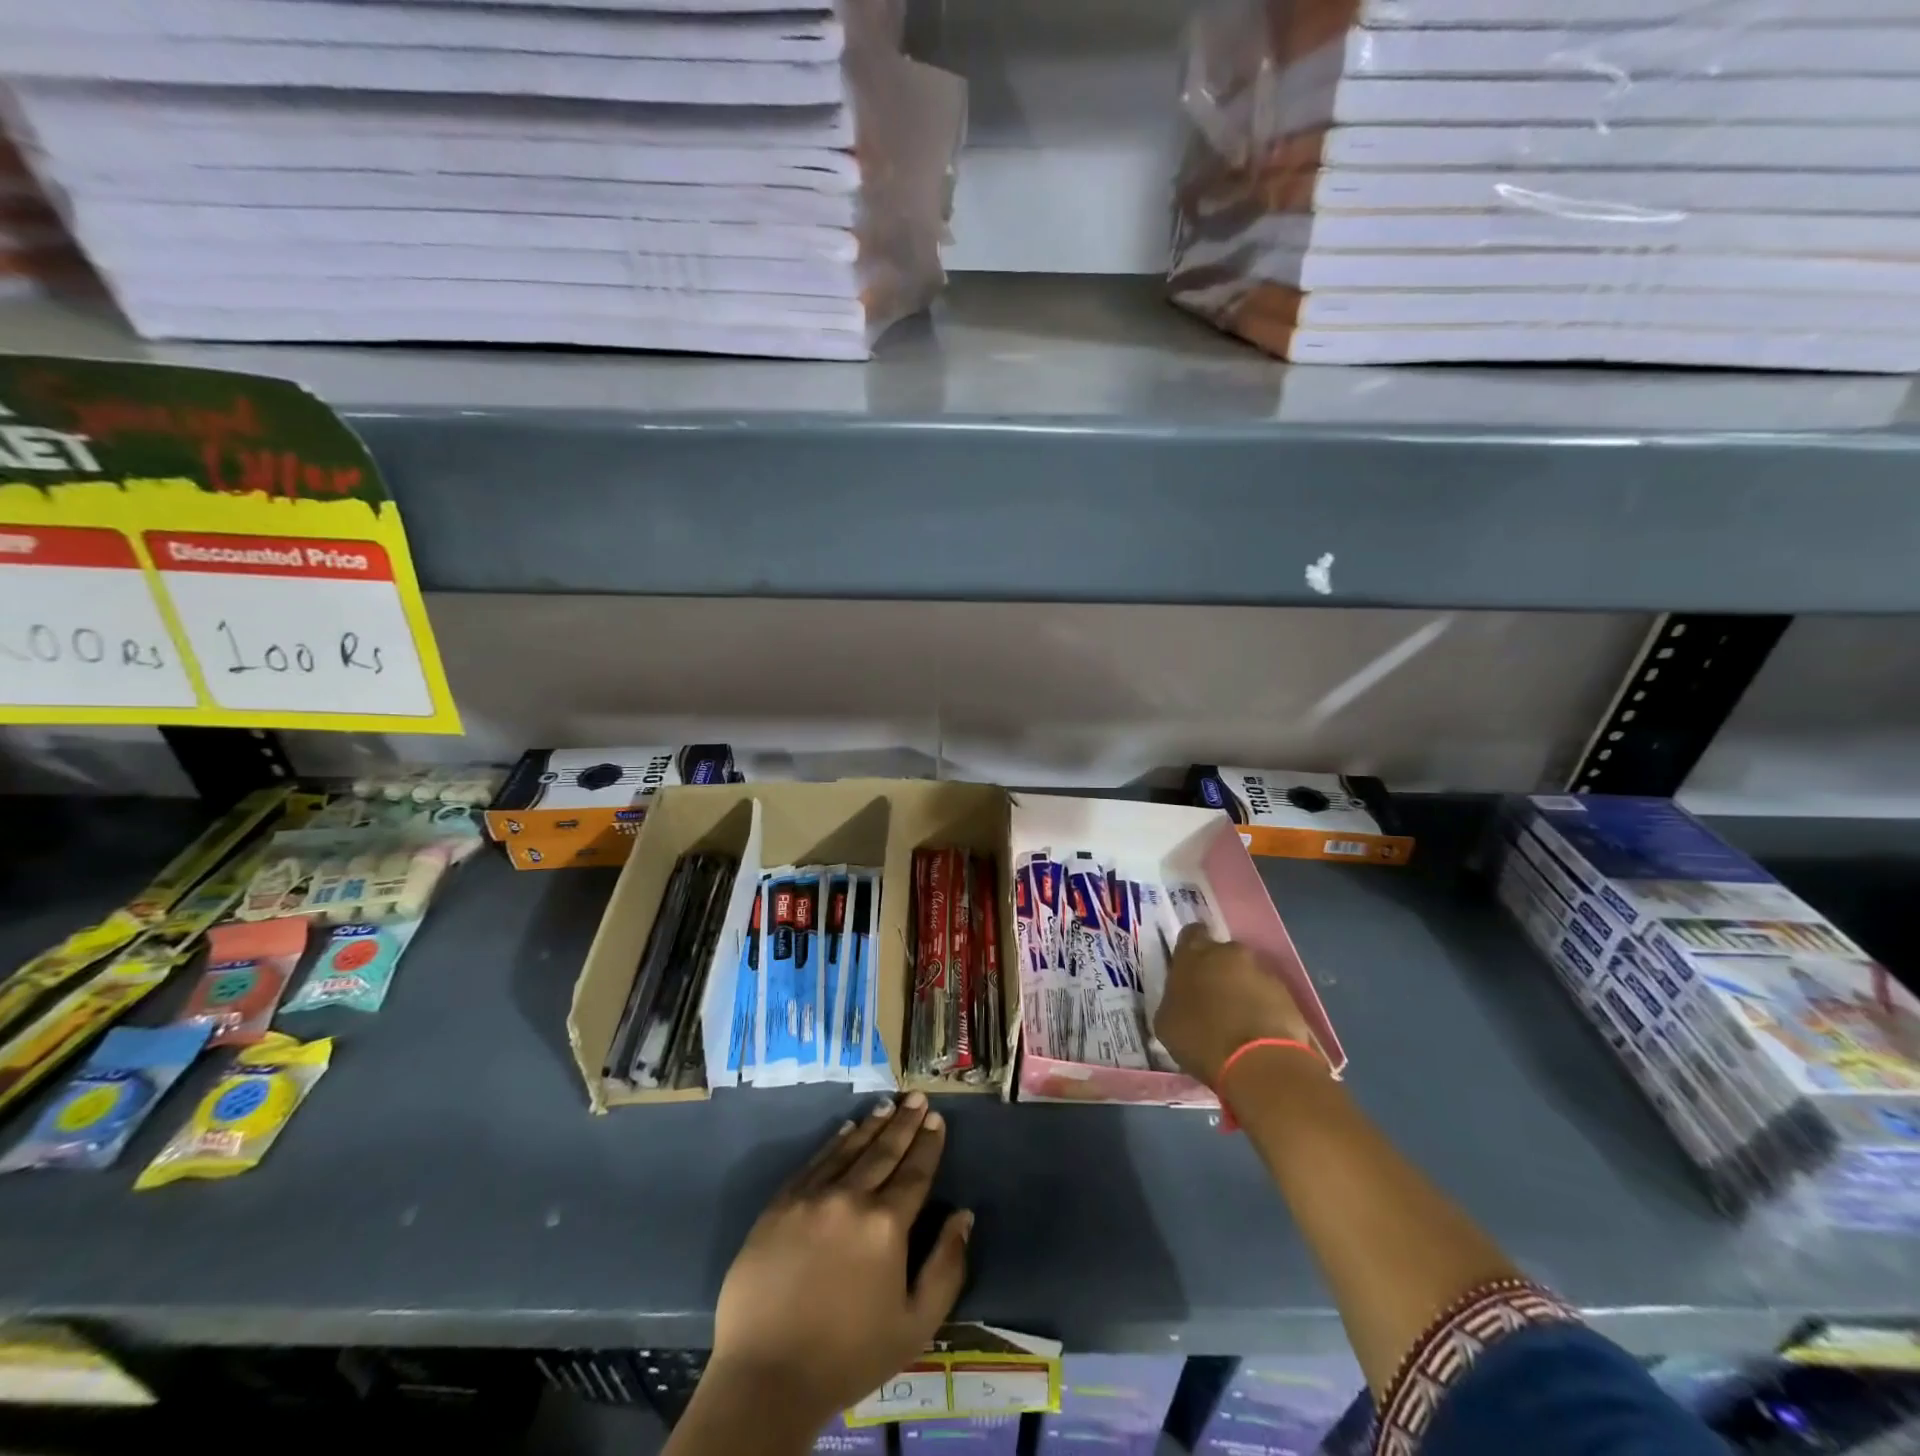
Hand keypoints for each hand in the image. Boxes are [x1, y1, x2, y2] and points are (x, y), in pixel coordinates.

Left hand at [709, 1093, 971, 1425]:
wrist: (765, 1377)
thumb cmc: (848, 1356)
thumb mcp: (915, 1325)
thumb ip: (946, 1267)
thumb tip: (964, 1216)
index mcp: (886, 1225)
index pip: (915, 1172)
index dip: (928, 1144)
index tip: (936, 1119)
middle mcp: (851, 1197)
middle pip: (884, 1151)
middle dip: (905, 1122)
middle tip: (917, 1096)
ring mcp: (812, 1196)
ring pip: (850, 1149)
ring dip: (872, 1125)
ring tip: (888, 1104)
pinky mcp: (780, 1204)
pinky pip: (815, 1162)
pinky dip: (834, 1142)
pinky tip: (846, 1129)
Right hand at [1153, 925, 1317, 1085]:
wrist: (1258, 1063)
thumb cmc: (1201, 1039)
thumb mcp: (1166, 1021)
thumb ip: (1174, 998)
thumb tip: (1182, 997)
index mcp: (1193, 954)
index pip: (1191, 933)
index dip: (1190, 949)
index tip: (1188, 968)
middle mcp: (1229, 953)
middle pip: (1222, 954)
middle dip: (1218, 970)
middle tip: (1212, 998)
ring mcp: (1261, 971)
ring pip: (1247, 974)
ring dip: (1241, 989)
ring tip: (1237, 1020)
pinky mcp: (1287, 994)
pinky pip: (1268, 995)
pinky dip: (1262, 1007)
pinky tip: (1256, 1032)